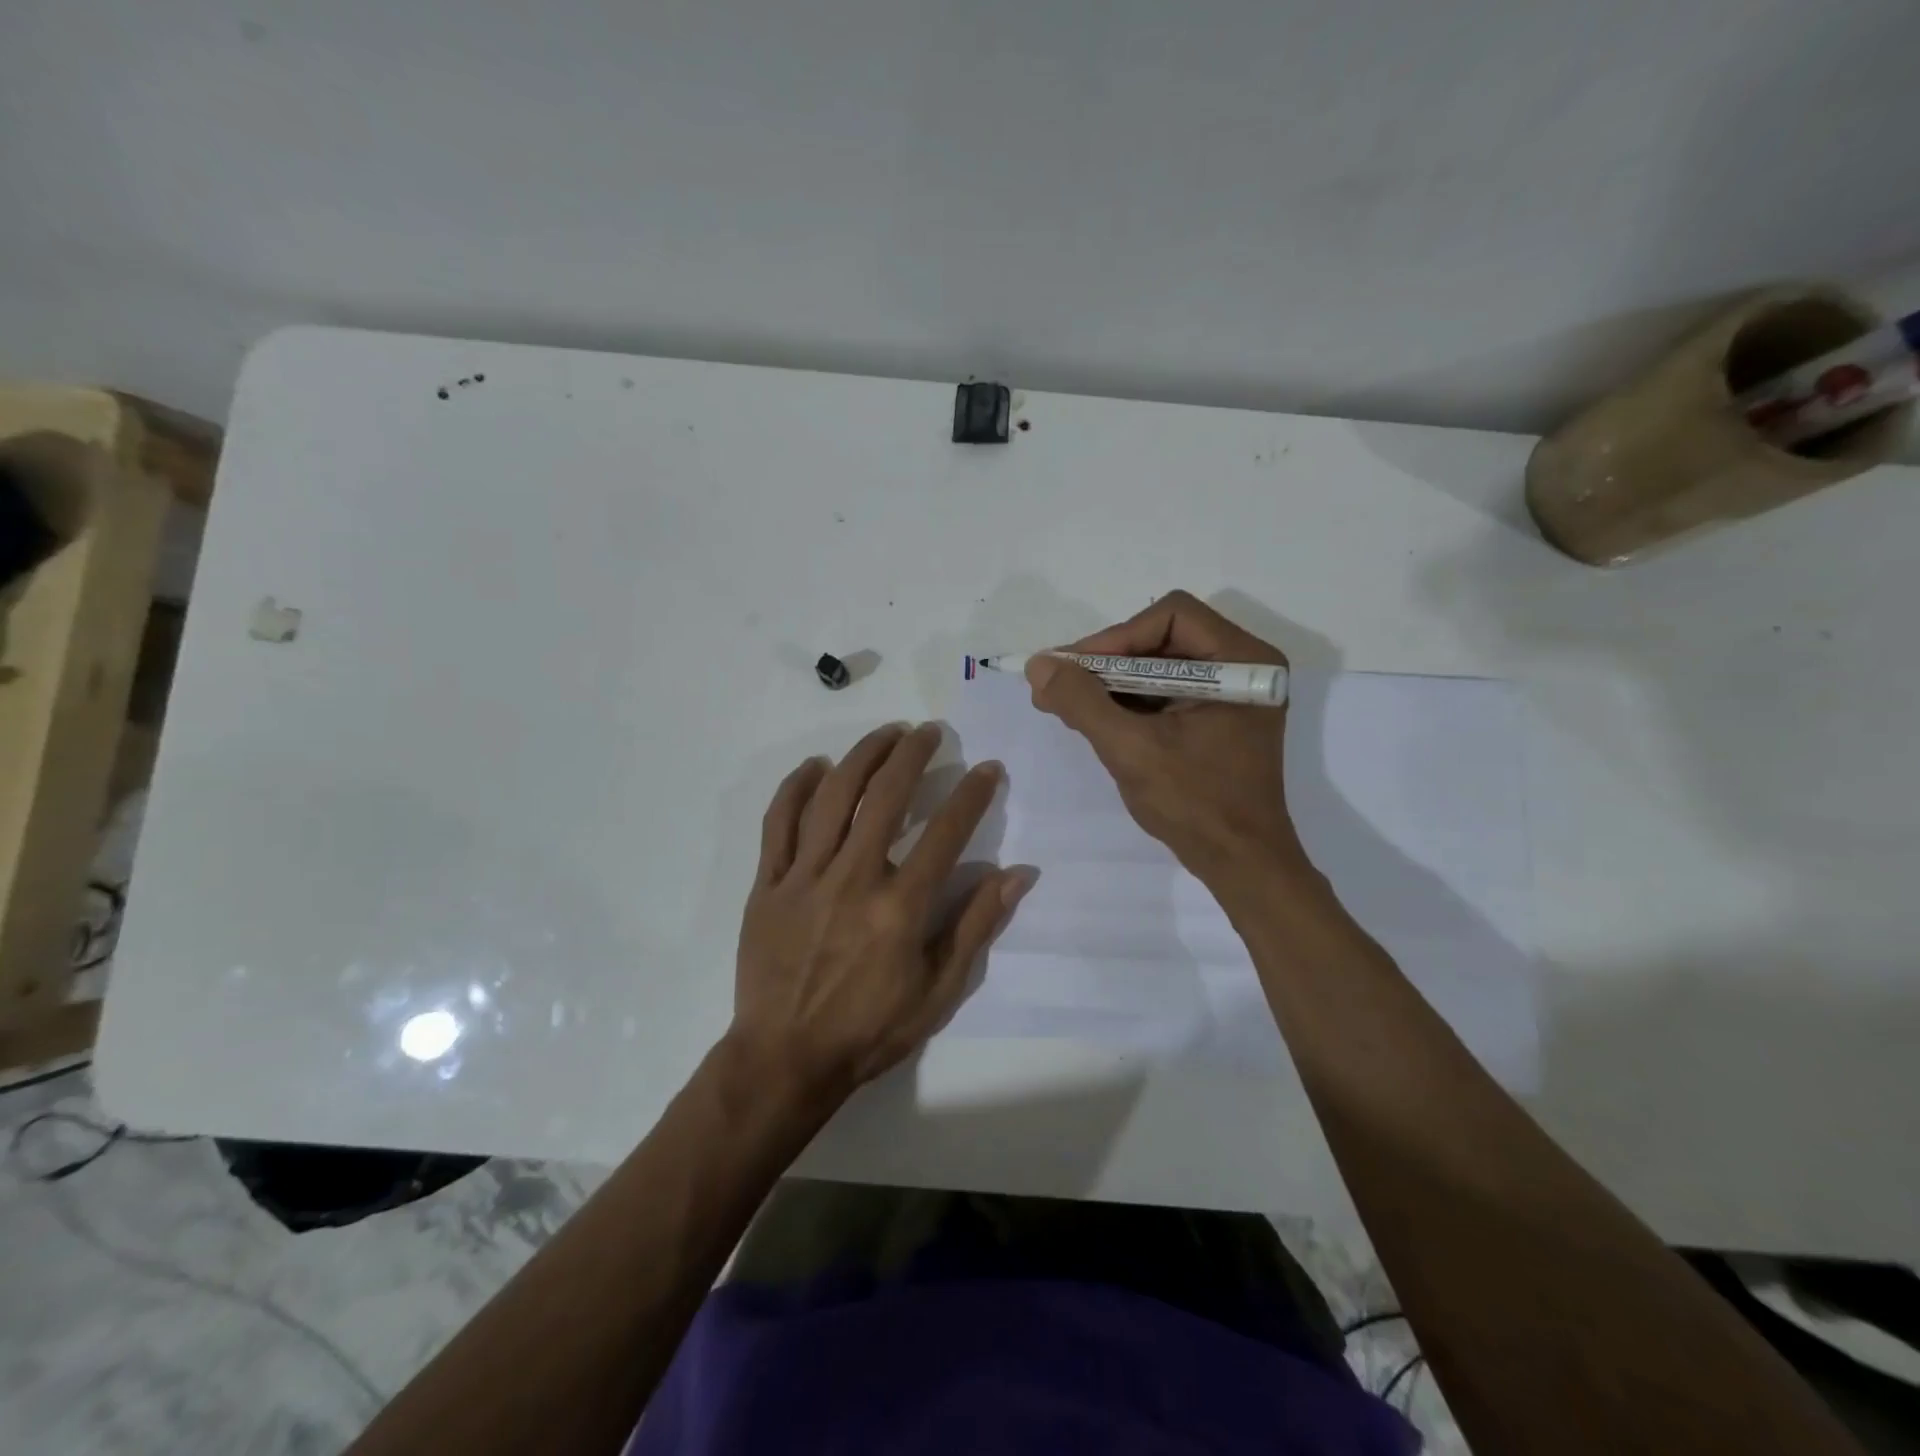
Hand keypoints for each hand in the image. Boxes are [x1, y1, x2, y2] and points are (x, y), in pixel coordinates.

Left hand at [728, 722, 1032, 1109]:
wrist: (784, 1059)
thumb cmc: (869, 1030)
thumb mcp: (938, 991)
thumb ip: (976, 926)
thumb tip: (1018, 874)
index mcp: (899, 908)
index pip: (945, 833)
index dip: (972, 794)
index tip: (988, 768)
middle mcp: (852, 879)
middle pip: (884, 797)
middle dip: (912, 755)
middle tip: (930, 732)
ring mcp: (804, 877)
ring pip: (832, 797)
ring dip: (862, 756)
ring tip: (885, 734)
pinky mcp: (768, 884)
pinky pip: (778, 823)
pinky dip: (796, 788)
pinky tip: (815, 766)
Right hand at [1026, 591, 1309, 888]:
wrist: (1240, 864)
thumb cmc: (1195, 804)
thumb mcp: (1131, 749)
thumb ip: (1083, 702)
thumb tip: (1038, 665)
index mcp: (1241, 661)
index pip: (1170, 617)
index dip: (1115, 638)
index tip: (1073, 670)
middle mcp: (1242, 666)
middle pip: (1162, 639)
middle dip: (1107, 663)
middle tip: (1060, 685)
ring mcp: (1230, 694)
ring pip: (1158, 666)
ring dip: (1111, 684)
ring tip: (1065, 704)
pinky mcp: (1215, 718)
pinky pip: (1163, 693)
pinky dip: (1127, 703)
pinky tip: (1092, 719)